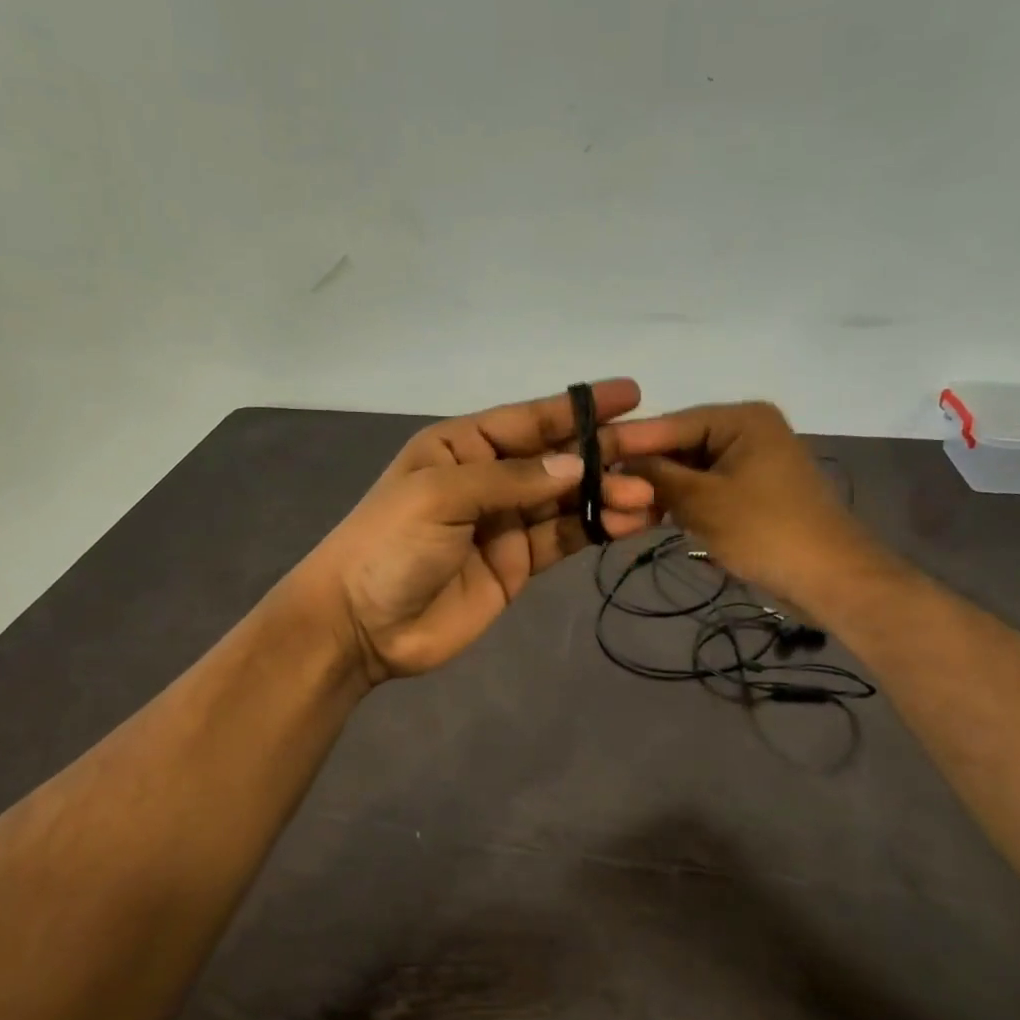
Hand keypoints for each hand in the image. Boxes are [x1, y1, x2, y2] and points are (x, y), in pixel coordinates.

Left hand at [296, 381, 656, 682]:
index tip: (631, 395)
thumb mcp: (441, 495)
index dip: (578, 408)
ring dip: (608, 495)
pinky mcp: (517, 564)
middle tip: (657, 450)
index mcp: (462, 447)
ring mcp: (505, 523)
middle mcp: (489, 479)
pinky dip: (595, 529)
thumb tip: (577, 466)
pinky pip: (563, 539)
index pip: (529, 420)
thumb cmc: (389, 545)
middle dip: (605, 453)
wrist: (362, 625)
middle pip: (556, 459)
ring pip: (567, 500)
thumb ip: (511, 480)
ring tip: (650, 496)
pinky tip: (630, 523)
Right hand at [609, 401, 858, 603]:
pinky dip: (682, 502)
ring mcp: (752, 462)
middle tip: (601, 489)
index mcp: (742, 419)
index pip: (672, 423)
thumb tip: (616, 463)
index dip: (629, 442)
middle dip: (645, 470)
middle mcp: (748, 430)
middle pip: (681, 445)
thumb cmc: (766, 531)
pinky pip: (707, 489)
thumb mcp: (703, 501)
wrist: (831, 580)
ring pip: (691, 470)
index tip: (587, 455)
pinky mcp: (753, 492)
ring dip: (660, 490)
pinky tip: (650, 516)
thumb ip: (656, 476)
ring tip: (621, 508)